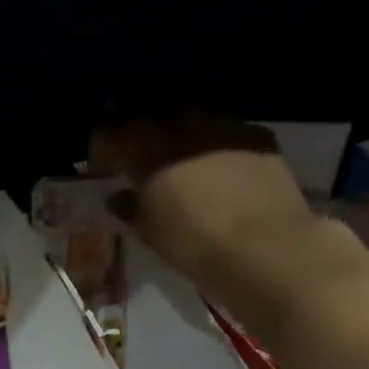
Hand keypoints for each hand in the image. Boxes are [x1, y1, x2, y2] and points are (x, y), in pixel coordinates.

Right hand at [88, 111, 317, 304]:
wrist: (266, 248)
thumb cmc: (194, 244)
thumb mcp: (150, 232)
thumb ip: (129, 208)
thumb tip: (117, 196)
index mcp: (145, 150)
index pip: (110, 133)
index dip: (102, 147)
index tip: (102, 166)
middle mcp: (181, 128)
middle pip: (152, 119)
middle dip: (143, 136)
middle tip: (142, 161)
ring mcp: (223, 127)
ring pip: (193, 120)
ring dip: (183, 136)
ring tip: (185, 161)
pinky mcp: (258, 136)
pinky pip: (229, 132)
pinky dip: (220, 145)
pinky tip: (224, 168)